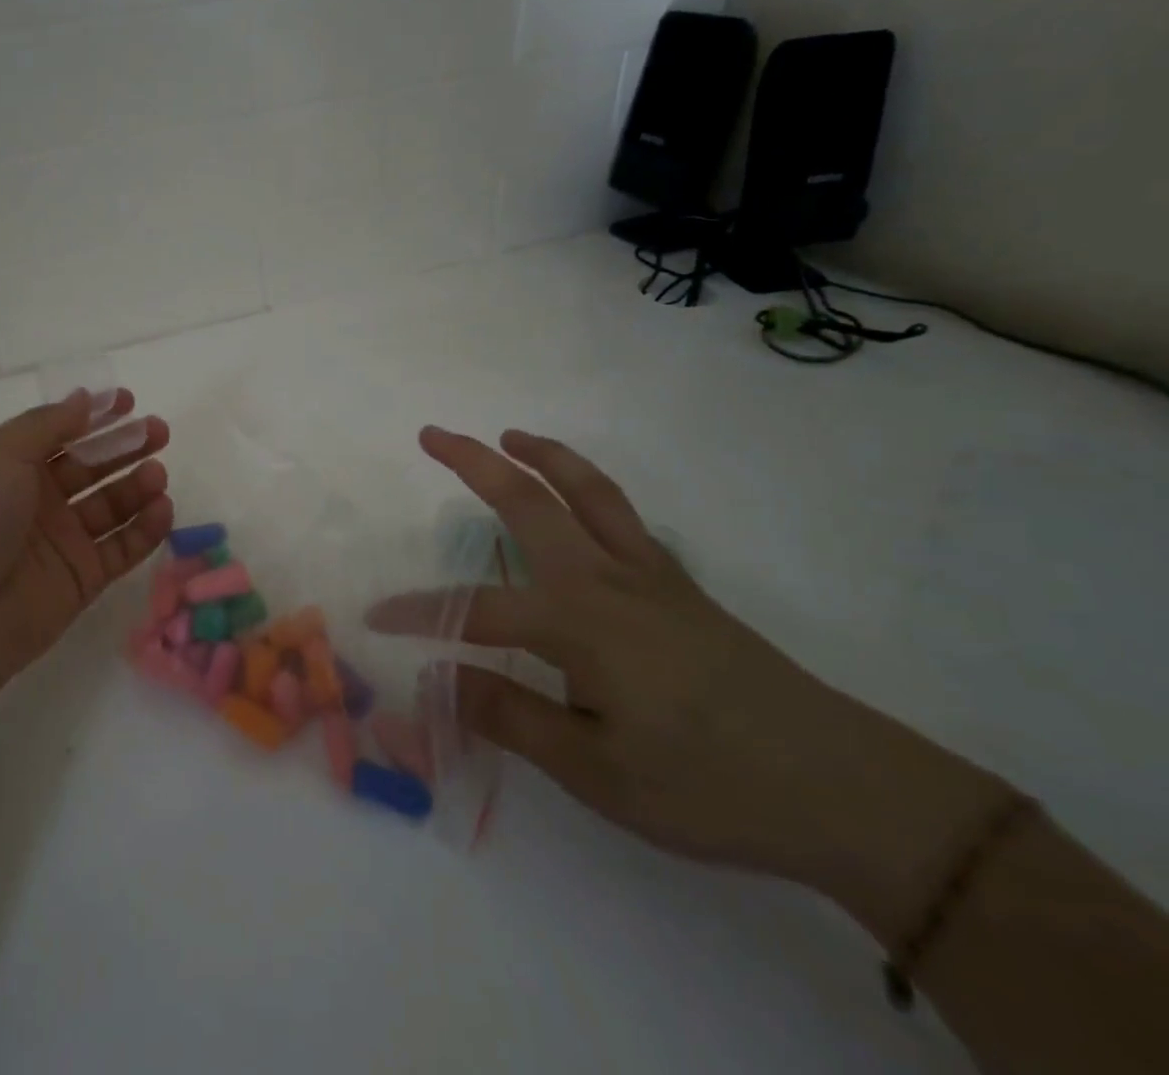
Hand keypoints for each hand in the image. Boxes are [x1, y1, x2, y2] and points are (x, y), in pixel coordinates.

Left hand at [0, 390, 173, 698]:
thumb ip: (48, 425)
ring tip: (157, 475)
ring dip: (137, 486)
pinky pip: (122, 548)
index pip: (60, 433)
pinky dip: (145, 529)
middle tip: (159, 432)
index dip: (94, 416)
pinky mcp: (82, 579)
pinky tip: (162, 509)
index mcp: (9, 467)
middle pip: (91, 467)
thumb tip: (84, 398)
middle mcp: (37, 500)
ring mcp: (61, 541)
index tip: (128, 401)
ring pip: (111, 506)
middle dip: (125, 446)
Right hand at [370, 427, 1007, 943]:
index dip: (422, 613)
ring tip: (509, 435)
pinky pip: (623, 516)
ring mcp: (649, 575)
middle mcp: (607, 579)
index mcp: (579, 621)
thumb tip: (435, 675)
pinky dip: (589, 488)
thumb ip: (509, 713)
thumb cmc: (709, 786)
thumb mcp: (597, 770)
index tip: (377, 617)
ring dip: (543, 455)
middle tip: (432, 434)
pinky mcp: (681, 586)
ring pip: (588, 491)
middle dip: (473, 463)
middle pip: (529, 502)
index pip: (476, 608)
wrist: (846, 789)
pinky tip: (579, 501)